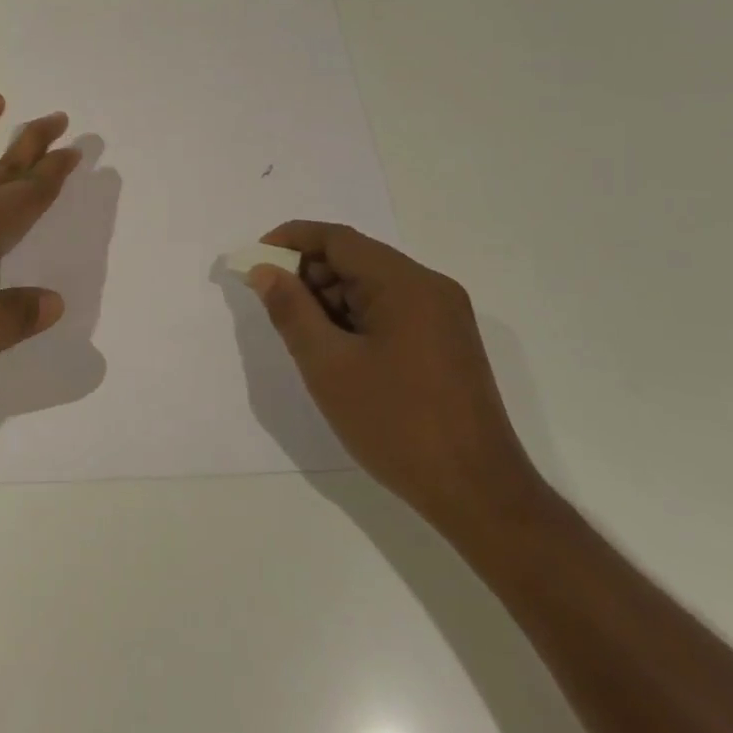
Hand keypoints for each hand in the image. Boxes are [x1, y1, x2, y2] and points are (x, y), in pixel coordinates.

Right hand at [247, 221, 541, 539]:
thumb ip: (291, 310)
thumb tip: (265, 271)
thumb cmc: (396, 424)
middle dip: (309, 275)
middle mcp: (430, 287)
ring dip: (331, 300)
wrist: (478, 493)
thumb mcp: (328, 366)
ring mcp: (444, 315)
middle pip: (357, 259)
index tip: (255, 261)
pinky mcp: (447, 342)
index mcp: (405, 283)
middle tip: (274, 306)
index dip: (291, 240)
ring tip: (303, 338)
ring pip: (373, 286)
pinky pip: (392, 311)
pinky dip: (357, 319)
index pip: (338, 239)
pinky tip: (338, 353)